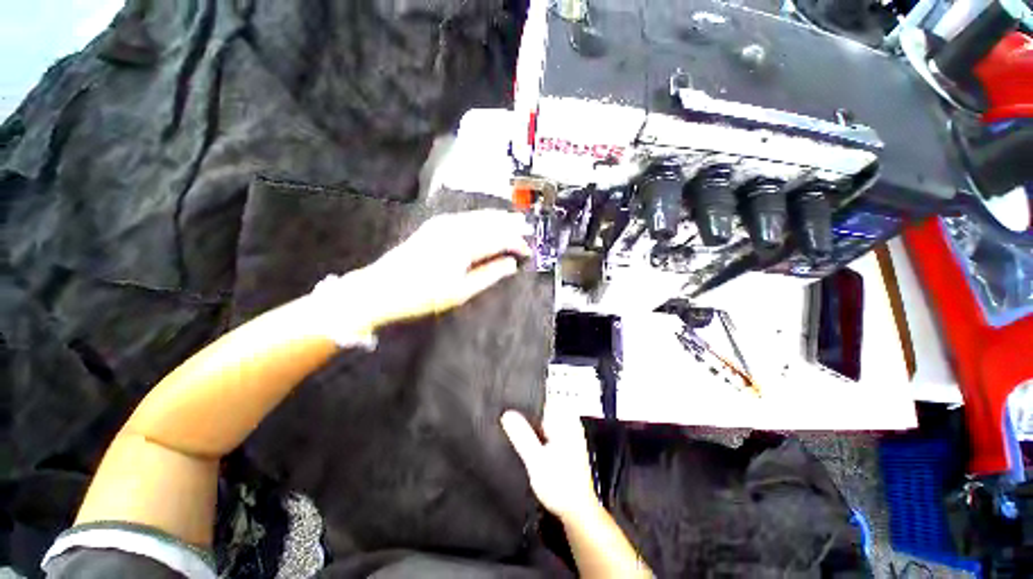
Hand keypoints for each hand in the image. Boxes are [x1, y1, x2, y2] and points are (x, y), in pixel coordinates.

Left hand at [362, 209, 531, 324]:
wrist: (381, 288)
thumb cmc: (423, 295)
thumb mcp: (461, 292)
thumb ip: (489, 275)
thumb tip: (511, 264)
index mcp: (465, 245)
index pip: (499, 239)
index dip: (517, 243)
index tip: (528, 251)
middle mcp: (456, 228)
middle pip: (490, 221)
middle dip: (510, 224)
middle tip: (527, 228)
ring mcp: (443, 224)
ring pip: (478, 216)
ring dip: (497, 219)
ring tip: (512, 221)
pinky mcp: (435, 225)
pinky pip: (466, 217)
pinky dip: (481, 219)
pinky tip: (486, 222)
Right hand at [501, 404, 599, 520]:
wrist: (576, 510)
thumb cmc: (560, 486)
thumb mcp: (536, 460)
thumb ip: (522, 436)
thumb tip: (507, 414)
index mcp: (565, 421)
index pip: (544, 398)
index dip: (526, 397)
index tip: (509, 397)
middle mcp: (568, 423)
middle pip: (544, 407)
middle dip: (526, 409)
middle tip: (507, 411)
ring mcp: (568, 433)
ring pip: (544, 418)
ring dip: (530, 421)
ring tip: (512, 424)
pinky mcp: (565, 443)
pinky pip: (547, 429)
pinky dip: (536, 431)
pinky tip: (525, 438)